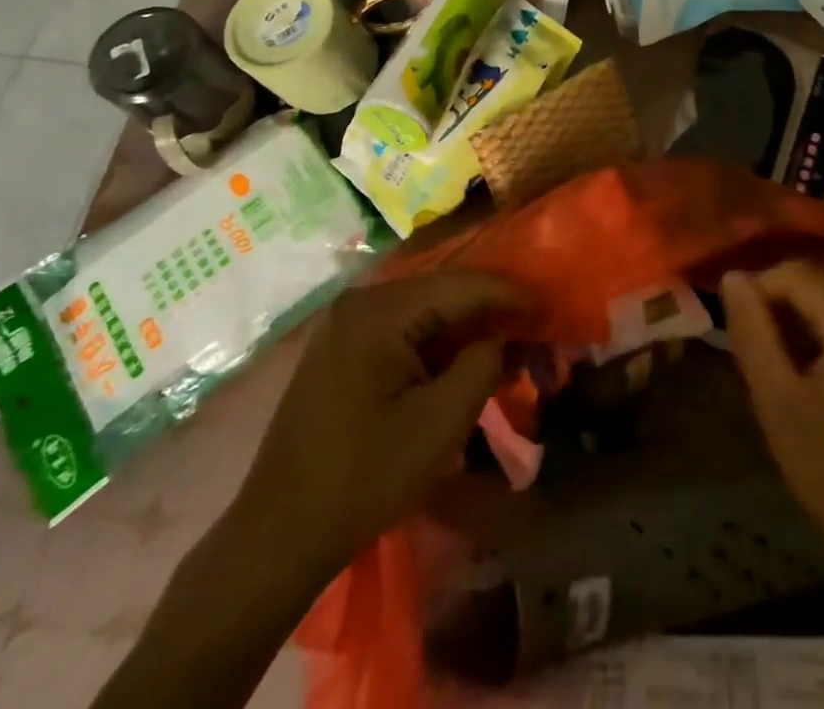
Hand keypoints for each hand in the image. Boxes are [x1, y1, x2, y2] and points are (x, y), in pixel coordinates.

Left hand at [228, 272, 523, 588]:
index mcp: (380, 310)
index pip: (463, 286)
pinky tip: (459, 365)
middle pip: (442, 294)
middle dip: (489, 313)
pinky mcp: (339, 351)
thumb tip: (500, 338)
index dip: (511, 296)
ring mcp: (344, 326)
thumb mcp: (441, 422)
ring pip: (423, 313)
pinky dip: (435, 346)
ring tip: (504, 349)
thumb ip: (482, 364)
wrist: (276, 538)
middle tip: (530, 332)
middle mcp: (360, 302)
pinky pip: (401, 332)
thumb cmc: (364, 477)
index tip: (547, 310)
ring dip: (463, 330)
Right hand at [721, 261, 823, 573]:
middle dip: (786, 307)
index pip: (796, 272)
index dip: (759, 290)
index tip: (741, 329)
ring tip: (793, 367)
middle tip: (765, 354)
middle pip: (823, 282)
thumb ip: (753, 333)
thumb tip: (733, 276)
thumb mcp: (779, 405)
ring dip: (812, 321)